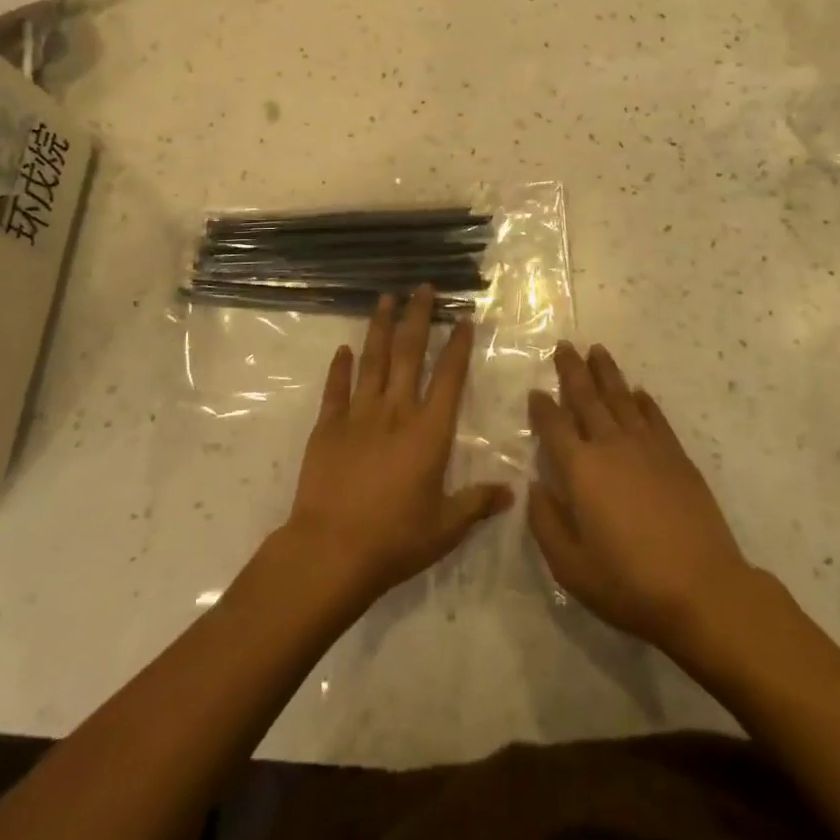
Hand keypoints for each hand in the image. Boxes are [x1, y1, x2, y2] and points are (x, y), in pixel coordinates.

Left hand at [283, 287, 512, 607]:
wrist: (330, 551)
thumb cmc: (394, 540)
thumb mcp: (445, 529)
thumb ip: (477, 504)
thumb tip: (512, 492)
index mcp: (429, 432)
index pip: (448, 377)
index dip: (458, 345)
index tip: (463, 317)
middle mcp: (396, 411)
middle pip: (409, 353)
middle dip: (418, 317)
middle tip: (422, 288)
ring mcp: (358, 414)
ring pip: (373, 359)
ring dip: (380, 327)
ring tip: (385, 298)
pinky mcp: (327, 425)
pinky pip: (336, 387)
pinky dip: (340, 366)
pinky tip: (344, 348)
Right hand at [528, 343, 755, 652]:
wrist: (703, 590)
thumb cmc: (629, 584)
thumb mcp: (571, 568)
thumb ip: (546, 524)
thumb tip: (534, 486)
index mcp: (581, 469)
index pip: (554, 426)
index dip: (542, 407)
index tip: (535, 391)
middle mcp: (611, 446)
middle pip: (587, 397)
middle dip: (573, 370)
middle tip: (564, 345)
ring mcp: (647, 447)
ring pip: (621, 398)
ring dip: (607, 373)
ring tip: (597, 350)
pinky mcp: (676, 456)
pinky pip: (655, 417)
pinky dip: (643, 401)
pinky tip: (637, 391)